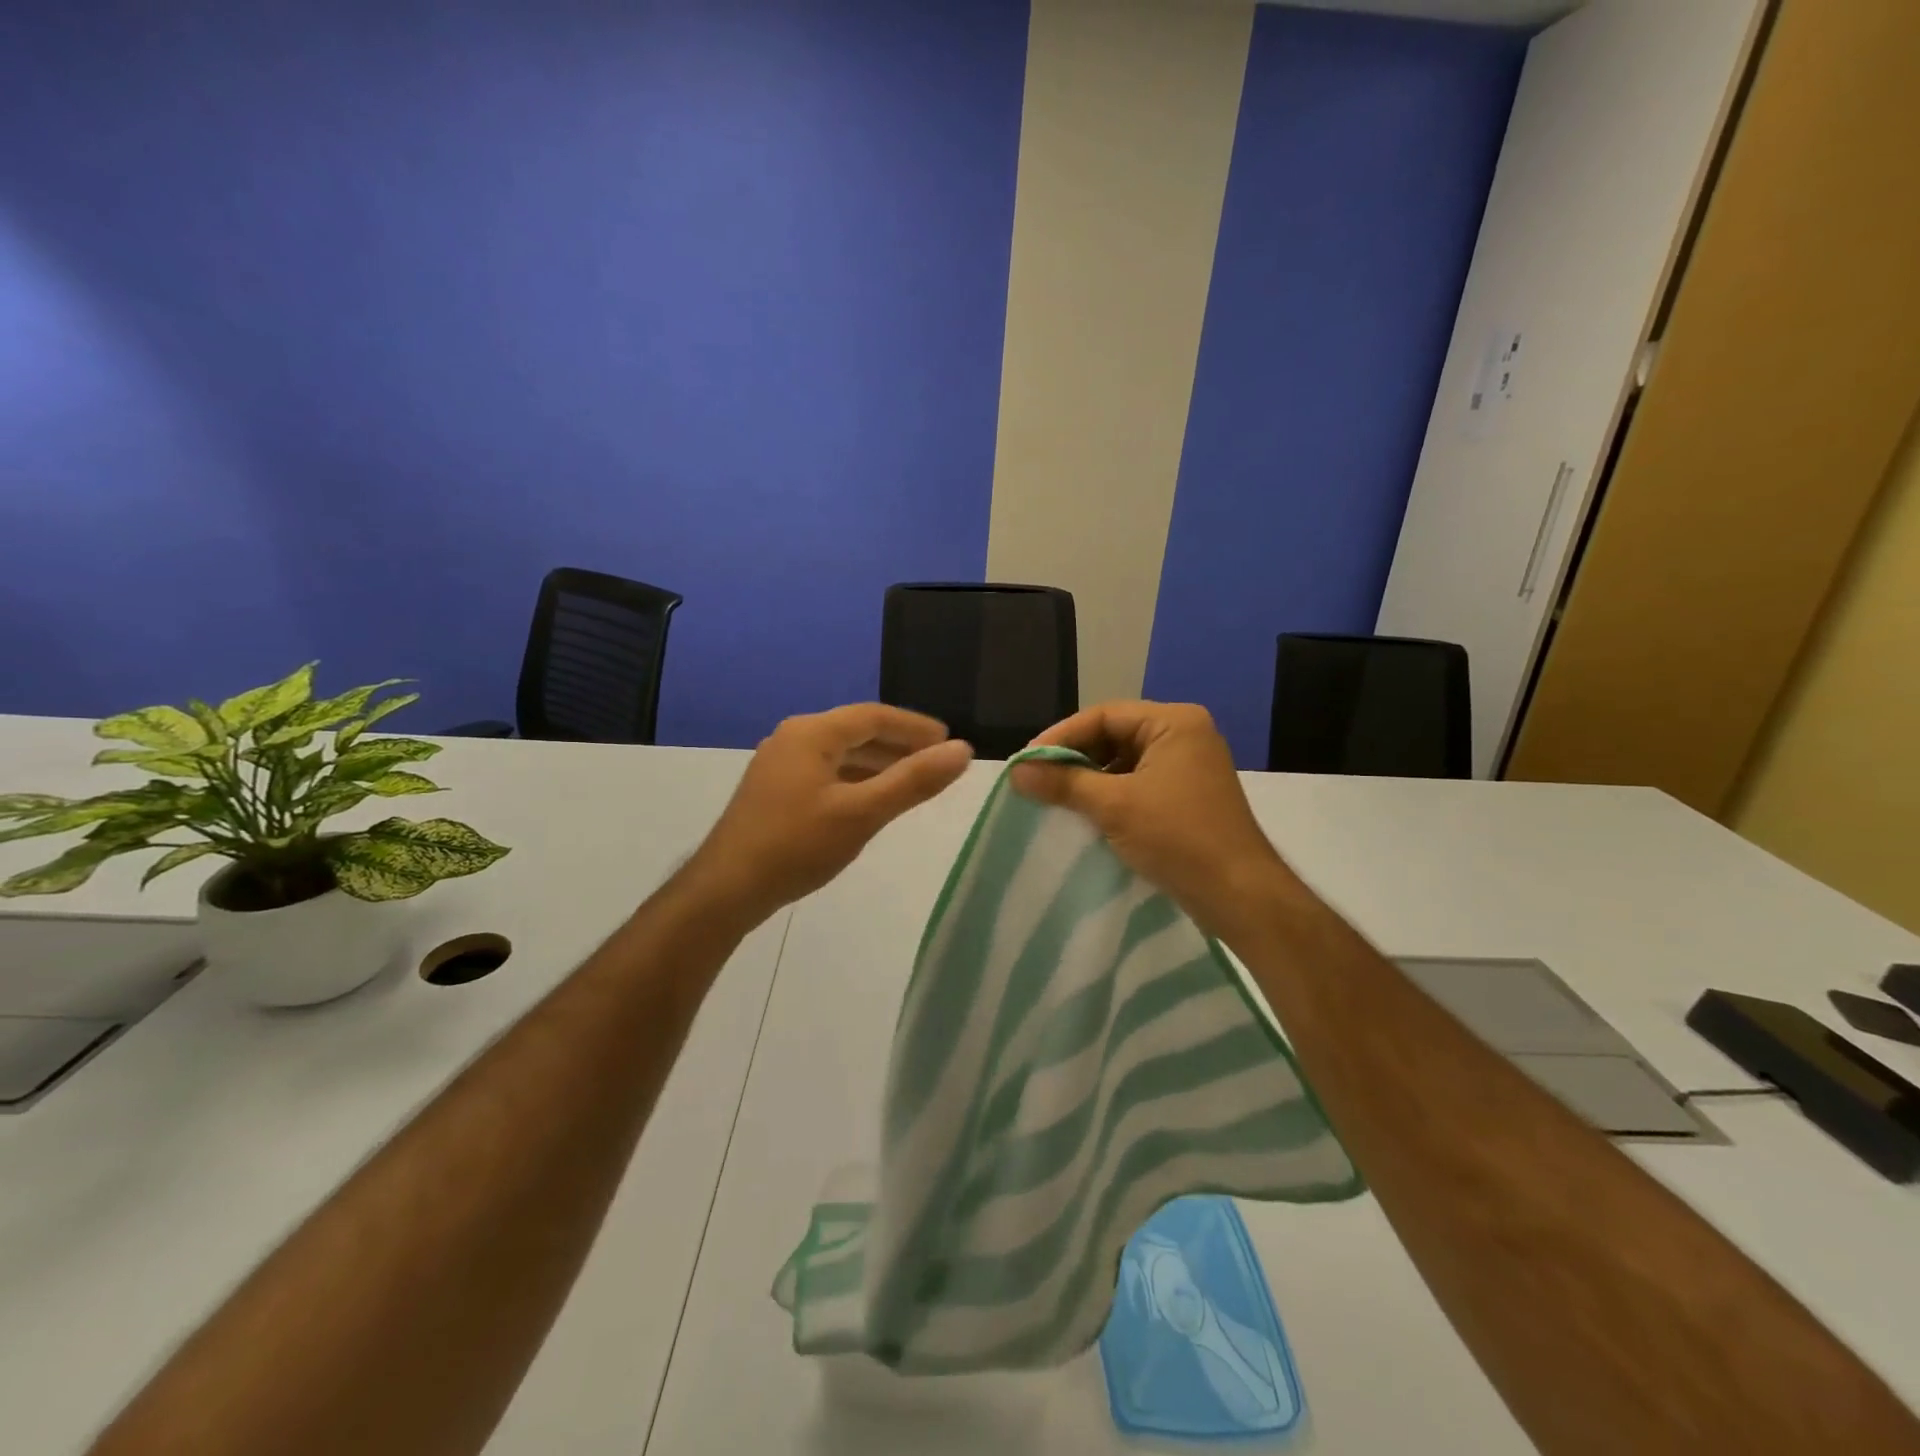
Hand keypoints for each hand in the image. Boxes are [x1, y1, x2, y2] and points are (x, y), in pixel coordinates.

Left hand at [685, 704, 972, 921]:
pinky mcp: (775, 790)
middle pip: (856, 731)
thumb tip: (962, 751)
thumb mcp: (863, 813)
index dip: (915, 727)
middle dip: (899, 744)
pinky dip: (856, 779)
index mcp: (812, 732)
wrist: (726, 889)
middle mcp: (793, 738)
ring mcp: (780, 764)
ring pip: (840, 753)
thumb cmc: (797, 846)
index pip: (874, 716)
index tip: (949, 741)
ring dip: (878, 763)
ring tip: (913, 780)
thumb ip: (913, 781)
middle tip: (937, 761)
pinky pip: (826, 772)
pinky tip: (872, 800)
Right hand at [1009, 701, 1292, 939]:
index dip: (1061, 736)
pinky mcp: (1187, 795)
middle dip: (1074, 757)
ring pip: (1125, 761)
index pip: (1104, 715)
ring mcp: (1189, 766)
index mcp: (1174, 723)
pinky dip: (1110, 794)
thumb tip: (1015, 771)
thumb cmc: (1178, 838)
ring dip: (1090, 777)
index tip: (1026, 760)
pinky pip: (1138, 783)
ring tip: (1054, 796)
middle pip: (1114, 735)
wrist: (1239, 895)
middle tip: (1037, 778)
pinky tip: (1085, 812)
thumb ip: (1063, 783)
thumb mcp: (1113, 806)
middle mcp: (1185, 735)